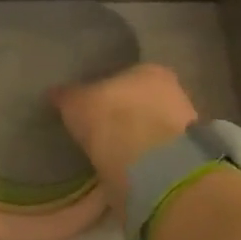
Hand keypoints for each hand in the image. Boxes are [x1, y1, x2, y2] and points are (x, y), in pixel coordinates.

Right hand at [50, 63, 199, 223]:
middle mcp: (172, 91)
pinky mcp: (185, 160)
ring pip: (152, 128)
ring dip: (136, 139)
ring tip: (111, 153)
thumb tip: (55, 93)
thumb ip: (67, 96)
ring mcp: (183, 127)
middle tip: (101, 129)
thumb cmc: (111, 118)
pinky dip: (143, 160)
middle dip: (125, 114)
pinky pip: (156, 155)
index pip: (126, 75)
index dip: (108, 90)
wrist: (150, 165)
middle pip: (142, 101)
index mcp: (149, 70)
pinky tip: (126, 169)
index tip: (93, 104)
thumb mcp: (76, 103)